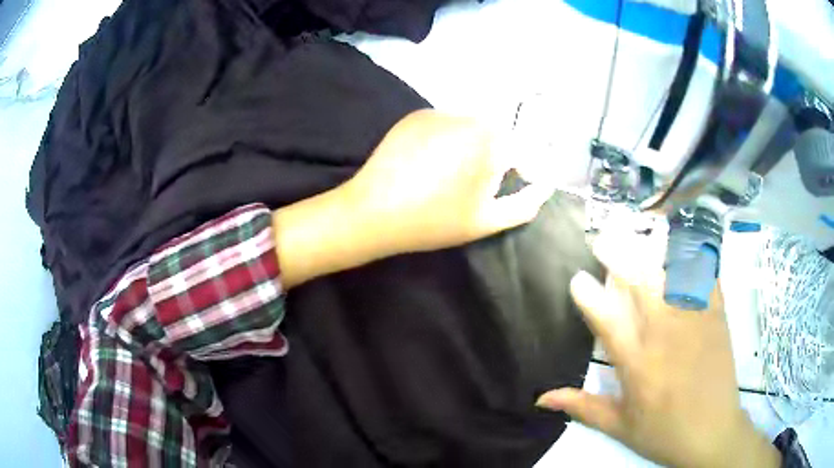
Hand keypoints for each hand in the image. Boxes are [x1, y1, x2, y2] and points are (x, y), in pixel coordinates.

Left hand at [343, 109, 554, 254]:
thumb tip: (546, 186)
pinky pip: (445, 122)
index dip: (524, 162)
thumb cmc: (433, 221)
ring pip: (472, 124)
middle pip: (499, 130)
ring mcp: (439, 112)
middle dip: (497, 152)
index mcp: (490, 142)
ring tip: (450, 172)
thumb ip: (524, 204)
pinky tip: (429, 160)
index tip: (517, 179)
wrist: (373, 211)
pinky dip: (447, 136)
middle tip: (477, 181)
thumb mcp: (485, 222)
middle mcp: (468, 117)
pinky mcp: (416, 115)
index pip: (526, 142)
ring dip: (472, 142)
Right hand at [536, 230, 780, 467]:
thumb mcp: (619, 427)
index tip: (577, 279)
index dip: (588, 295)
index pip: (606, 320)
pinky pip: (705, 277)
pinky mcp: (716, 316)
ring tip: (639, 234)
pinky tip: (686, 248)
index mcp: (636, 364)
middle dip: (619, 255)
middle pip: (639, 282)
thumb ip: (583, 407)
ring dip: (652, 250)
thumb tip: (542, 399)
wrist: (712, 433)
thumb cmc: (664, 433)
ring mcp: (693, 320)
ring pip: (670, 272)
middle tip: (604, 238)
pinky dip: (695, 259)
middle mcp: (663, 334)